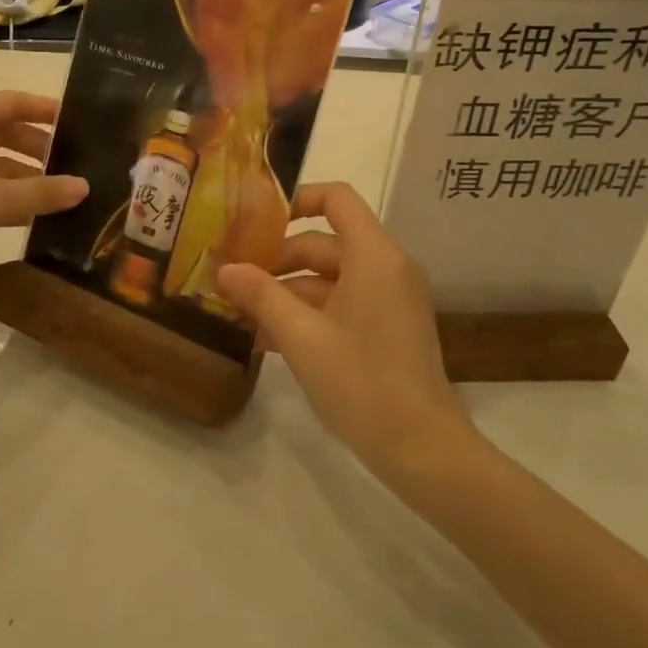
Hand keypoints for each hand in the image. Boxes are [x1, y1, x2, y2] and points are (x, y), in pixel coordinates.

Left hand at [0, 91, 87, 295]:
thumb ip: (40, 192)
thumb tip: (84, 187)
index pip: (8, 103)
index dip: (45, 110)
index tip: (79, 121)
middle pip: (1, 131)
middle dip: (37, 147)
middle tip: (74, 162)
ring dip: (23, 175)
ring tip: (59, 192)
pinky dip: (4, 195)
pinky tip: (32, 214)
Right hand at [217, 183, 472, 474]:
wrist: (422, 449)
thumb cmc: (361, 382)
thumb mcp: (301, 337)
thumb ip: (261, 296)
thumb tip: (224, 269)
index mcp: (374, 255)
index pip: (336, 198)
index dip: (296, 200)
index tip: (257, 222)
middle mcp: (387, 267)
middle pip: (325, 243)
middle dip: (278, 260)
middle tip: (234, 279)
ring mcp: (391, 298)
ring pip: (331, 278)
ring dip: (288, 292)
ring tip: (242, 314)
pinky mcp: (389, 326)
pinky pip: (344, 303)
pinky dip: (310, 313)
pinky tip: (269, 339)